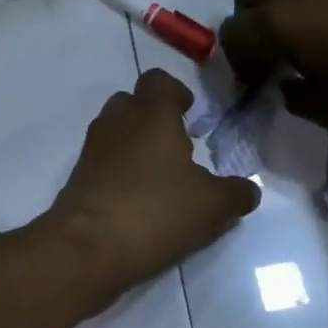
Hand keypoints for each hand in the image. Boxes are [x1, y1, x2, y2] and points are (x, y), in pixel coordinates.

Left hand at [39, 69, 259, 307]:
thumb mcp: (212, 206)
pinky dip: (119, 171)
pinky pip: (103, 161)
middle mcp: (118, 120)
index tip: (191, 115)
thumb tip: (249, 189)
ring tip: (160, 178)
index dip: (176, 93)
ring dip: (136, 145)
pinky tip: (138, 201)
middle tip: (178, 148)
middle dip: (154, 119)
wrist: (87, 247)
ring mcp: (93, 148)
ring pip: (116, 131)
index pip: (159, 80)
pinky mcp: (78, 176)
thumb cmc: (156, 211)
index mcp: (151, 113)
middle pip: (134, 102)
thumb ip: (235, 193)